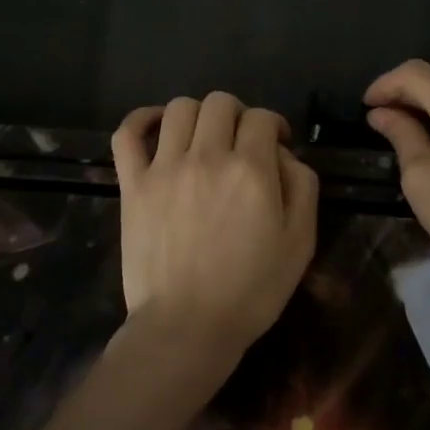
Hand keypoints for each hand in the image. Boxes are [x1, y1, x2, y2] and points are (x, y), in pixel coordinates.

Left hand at [110, 93, 319, 394]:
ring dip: (198, 114)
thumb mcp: (300, 242)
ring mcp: (164, 167)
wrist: (187, 326)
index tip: (275, 146)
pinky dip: (142, 119)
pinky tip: (156, 126)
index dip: (274, 126)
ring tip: (204, 138)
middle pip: (221, 103)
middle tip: (241, 142)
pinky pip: (127, 133)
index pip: (262, 118)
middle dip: (238, 115)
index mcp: (251, 170)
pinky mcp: (133, 184)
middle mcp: (207, 157)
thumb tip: (283, 154)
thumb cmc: (251, 290)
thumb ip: (302, 186)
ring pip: (179, 108)